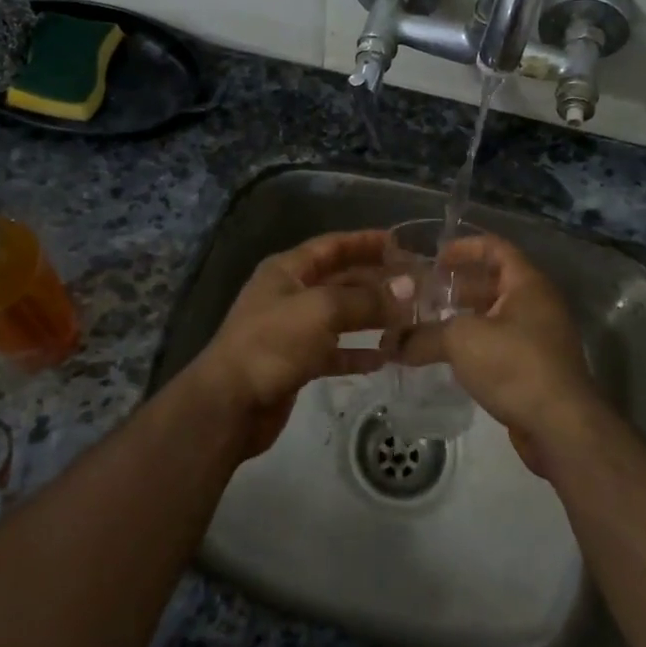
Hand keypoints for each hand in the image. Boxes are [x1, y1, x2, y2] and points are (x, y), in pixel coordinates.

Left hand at [183, 230, 394, 457]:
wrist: (230, 404)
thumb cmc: (272, 344)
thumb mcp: (321, 311)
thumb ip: (366, 299)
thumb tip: (408, 288)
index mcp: (287, 270)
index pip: (332, 246)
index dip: (365, 242)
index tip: (401, 243)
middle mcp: (290, 294)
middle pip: (339, 280)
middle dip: (375, 281)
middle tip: (415, 285)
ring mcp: (292, 330)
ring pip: (340, 317)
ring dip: (371, 317)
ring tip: (409, 319)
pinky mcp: (297, 363)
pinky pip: (334, 351)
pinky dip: (358, 352)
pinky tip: (386, 357)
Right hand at [392, 234, 606, 477]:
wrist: (561, 427)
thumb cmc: (514, 365)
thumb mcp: (461, 341)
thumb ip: (424, 337)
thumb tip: (390, 343)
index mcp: (527, 284)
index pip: (496, 247)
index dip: (465, 247)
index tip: (435, 258)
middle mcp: (538, 304)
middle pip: (494, 282)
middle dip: (458, 286)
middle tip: (424, 293)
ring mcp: (540, 338)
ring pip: (496, 316)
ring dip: (464, 318)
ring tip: (428, 325)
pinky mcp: (536, 369)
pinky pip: (501, 344)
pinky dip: (475, 345)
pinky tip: (449, 357)